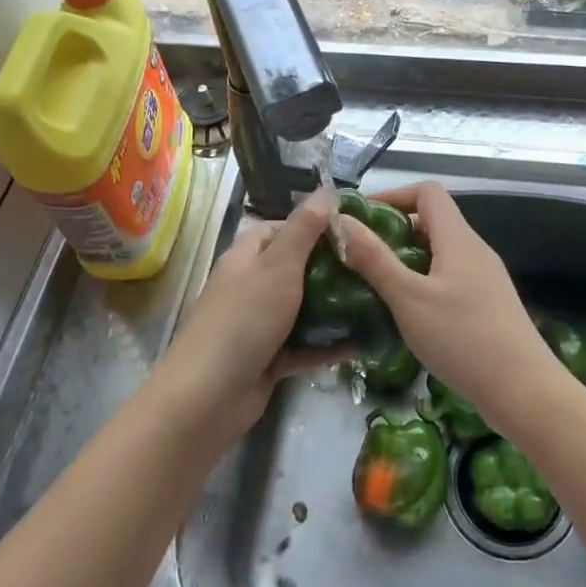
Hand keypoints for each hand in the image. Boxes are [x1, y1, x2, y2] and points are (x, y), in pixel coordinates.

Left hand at [155, 187, 351, 440]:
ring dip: (333, 308)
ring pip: (302, 309)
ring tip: (375, 302)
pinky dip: (329, 345)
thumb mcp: (279, 265)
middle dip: (330, 269)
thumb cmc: (245, 318)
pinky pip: (305, 346)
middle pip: (295, 269)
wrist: (210, 395)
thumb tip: (324, 191)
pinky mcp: (269, 359)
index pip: (279, 229)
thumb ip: (303, 229)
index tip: (350, 231)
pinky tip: (363, 344)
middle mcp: (251, 286)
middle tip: (371, 268)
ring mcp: (259, 325)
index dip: (311, 226)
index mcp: (246, 257)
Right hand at [339, 181, 562, 430]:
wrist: (524, 391)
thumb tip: (341, 221)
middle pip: (432, 221)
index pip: (427, 192)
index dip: (393, 195)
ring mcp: (485, 278)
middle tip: (361, 257)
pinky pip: (450, 278)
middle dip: (394, 232)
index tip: (362, 218)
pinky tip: (408, 314)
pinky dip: (425, 283)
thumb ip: (374, 259)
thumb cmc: (463, 338)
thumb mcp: (408, 298)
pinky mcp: (489, 304)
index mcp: (458, 238)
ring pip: (440, 253)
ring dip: (408, 260)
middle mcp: (474, 250)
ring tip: (377, 286)